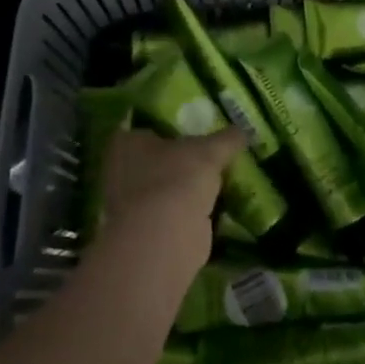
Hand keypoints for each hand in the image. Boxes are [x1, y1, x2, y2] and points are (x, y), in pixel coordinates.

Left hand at [99, 126, 244, 275]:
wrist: (164, 239)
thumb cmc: (177, 178)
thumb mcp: (210, 151)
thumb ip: (227, 139)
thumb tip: (243, 130)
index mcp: (126, 142)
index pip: (147, 126)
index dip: (170, 124)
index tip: (194, 125)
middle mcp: (120, 171)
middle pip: (156, 158)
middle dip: (180, 159)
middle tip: (211, 152)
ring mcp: (131, 205)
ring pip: (164, 188)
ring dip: (185, 188)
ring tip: (218, 179)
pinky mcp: (146, 232)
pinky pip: (172, 214)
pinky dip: (189, 213)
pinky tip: (213, 208)